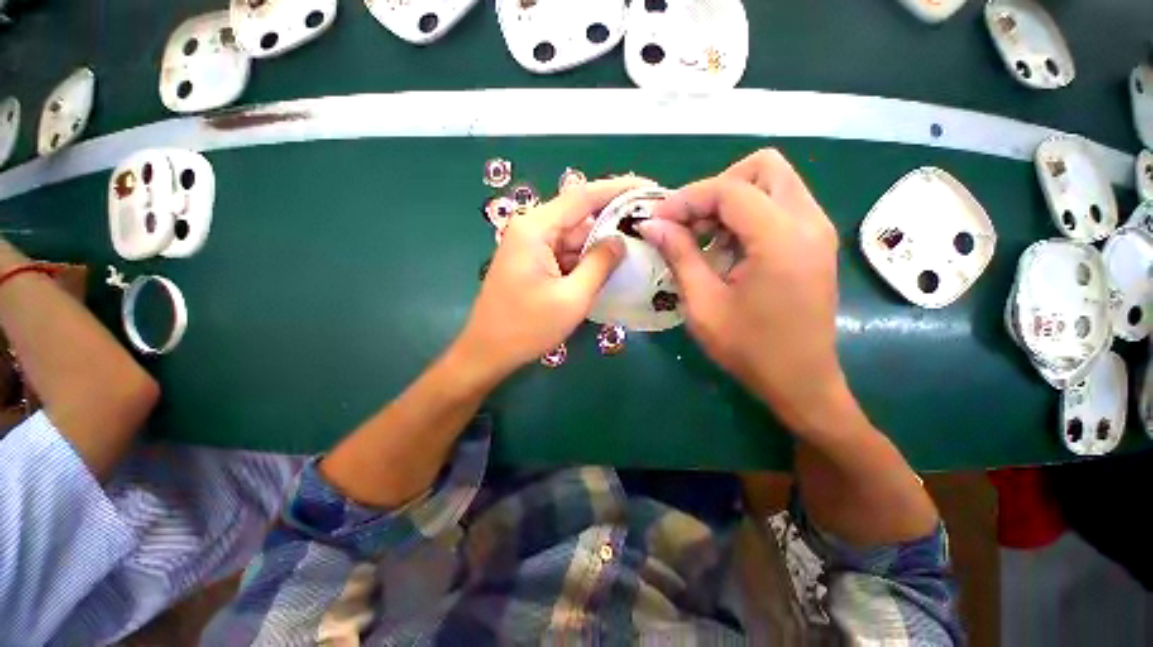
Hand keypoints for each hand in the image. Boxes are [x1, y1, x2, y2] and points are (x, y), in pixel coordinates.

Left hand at [454, 177, 645, 384]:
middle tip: (649, 229)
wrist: (487, 352)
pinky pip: (565, 254)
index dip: (619, 189)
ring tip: (637, 250)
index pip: (583, 196)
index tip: (649, 189)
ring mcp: (531, 246)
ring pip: (574, 238)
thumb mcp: (572, 298)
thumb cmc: (527, 328)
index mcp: (536, 229)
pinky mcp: (533, 262)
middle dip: (613, 223)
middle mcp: (532, 229)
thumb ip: (599, 265)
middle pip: (579, 218)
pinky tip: (609, 268)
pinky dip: (586, 260)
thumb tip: (621, 240)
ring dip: (601, 246)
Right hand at [639, 150, 849, 433]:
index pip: (731, 189)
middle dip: (718, 188)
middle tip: (690, 223)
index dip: (687, 198)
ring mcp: (817, 230)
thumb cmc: (749, 349)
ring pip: (773, 183)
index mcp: (781, 239)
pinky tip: (727, 248)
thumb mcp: (703, 303)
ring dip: (732, 201)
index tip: (658, 220)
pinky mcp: (814, 242)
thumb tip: (651, 224)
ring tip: (704, 237)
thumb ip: (679, 255)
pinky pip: (779, 206)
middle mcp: (809, 222)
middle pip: (763, 167)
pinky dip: (747, 215)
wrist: (800, 381)